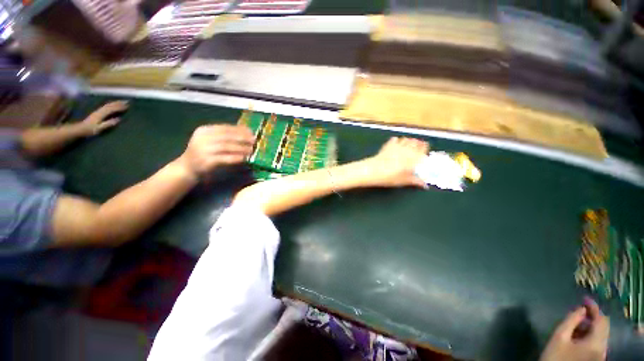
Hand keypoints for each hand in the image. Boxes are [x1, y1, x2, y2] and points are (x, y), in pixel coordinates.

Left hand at [80, 100, 128, 135]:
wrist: (80, 128)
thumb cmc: (91, 129)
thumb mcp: (100, 128)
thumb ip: (109, 123)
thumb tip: (119, 119)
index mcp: (101, 114)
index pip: (112, 109)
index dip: (120, 107)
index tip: (127, 106)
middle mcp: (100, 110)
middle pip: (110, 105)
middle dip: (118, 103)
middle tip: (127, 102)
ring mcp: (98, 111)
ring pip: (108, 105)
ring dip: (115, 102)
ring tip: (122, 102)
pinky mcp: (97, 112)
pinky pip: (105, 106)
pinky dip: (111, 104)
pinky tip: (113, 104)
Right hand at [177, 124, 254, 178]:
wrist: (187, 167)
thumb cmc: (203, 153)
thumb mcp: (210, 140)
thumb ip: (224, 136)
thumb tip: (246, 133)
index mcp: (204, 130)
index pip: (225, 128)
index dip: (240, 129)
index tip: (251, 132)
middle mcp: (203, 138)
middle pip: (227, 136)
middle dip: (242, 138)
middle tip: (254, 141)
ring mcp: (204, 150)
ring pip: (227, 147)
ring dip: (241, 148)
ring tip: (251, 150)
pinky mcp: (207, 161)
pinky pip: (224, 158)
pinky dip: (236, 158)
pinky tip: (244, 158)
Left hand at [365, 137, 428, 187]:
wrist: (372, 170)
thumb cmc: (388, 177)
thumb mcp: (402, 181)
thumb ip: (414, 181)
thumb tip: (424, 184)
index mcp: (412, 158)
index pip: (422, 150)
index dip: (425, 149)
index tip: (426, 150)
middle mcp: (405, 150)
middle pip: (415, 143)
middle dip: (418, 144)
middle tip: (419, 146)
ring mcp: (395, 147)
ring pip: (406, 140)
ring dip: (409, 141)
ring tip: (410, 144)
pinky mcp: (387, 146)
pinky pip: (394, 140)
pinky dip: (397, 140)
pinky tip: (397, 142)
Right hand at [540, 298, 609, 360]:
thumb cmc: (555, 355)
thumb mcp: (559, 336)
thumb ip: (571, 321)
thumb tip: (581, 309)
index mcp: (596, 343)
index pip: (601, 320)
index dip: (593, 307)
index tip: (584, 298)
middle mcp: (603, 349)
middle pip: (603, 327)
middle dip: (592, 317)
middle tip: (580, 309)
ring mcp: (600, 355)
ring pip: (600, 335)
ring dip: (590, 326)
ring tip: (576, 322)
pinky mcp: (596, 358)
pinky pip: (597, 341)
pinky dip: (590, 334)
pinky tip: (578, 334)